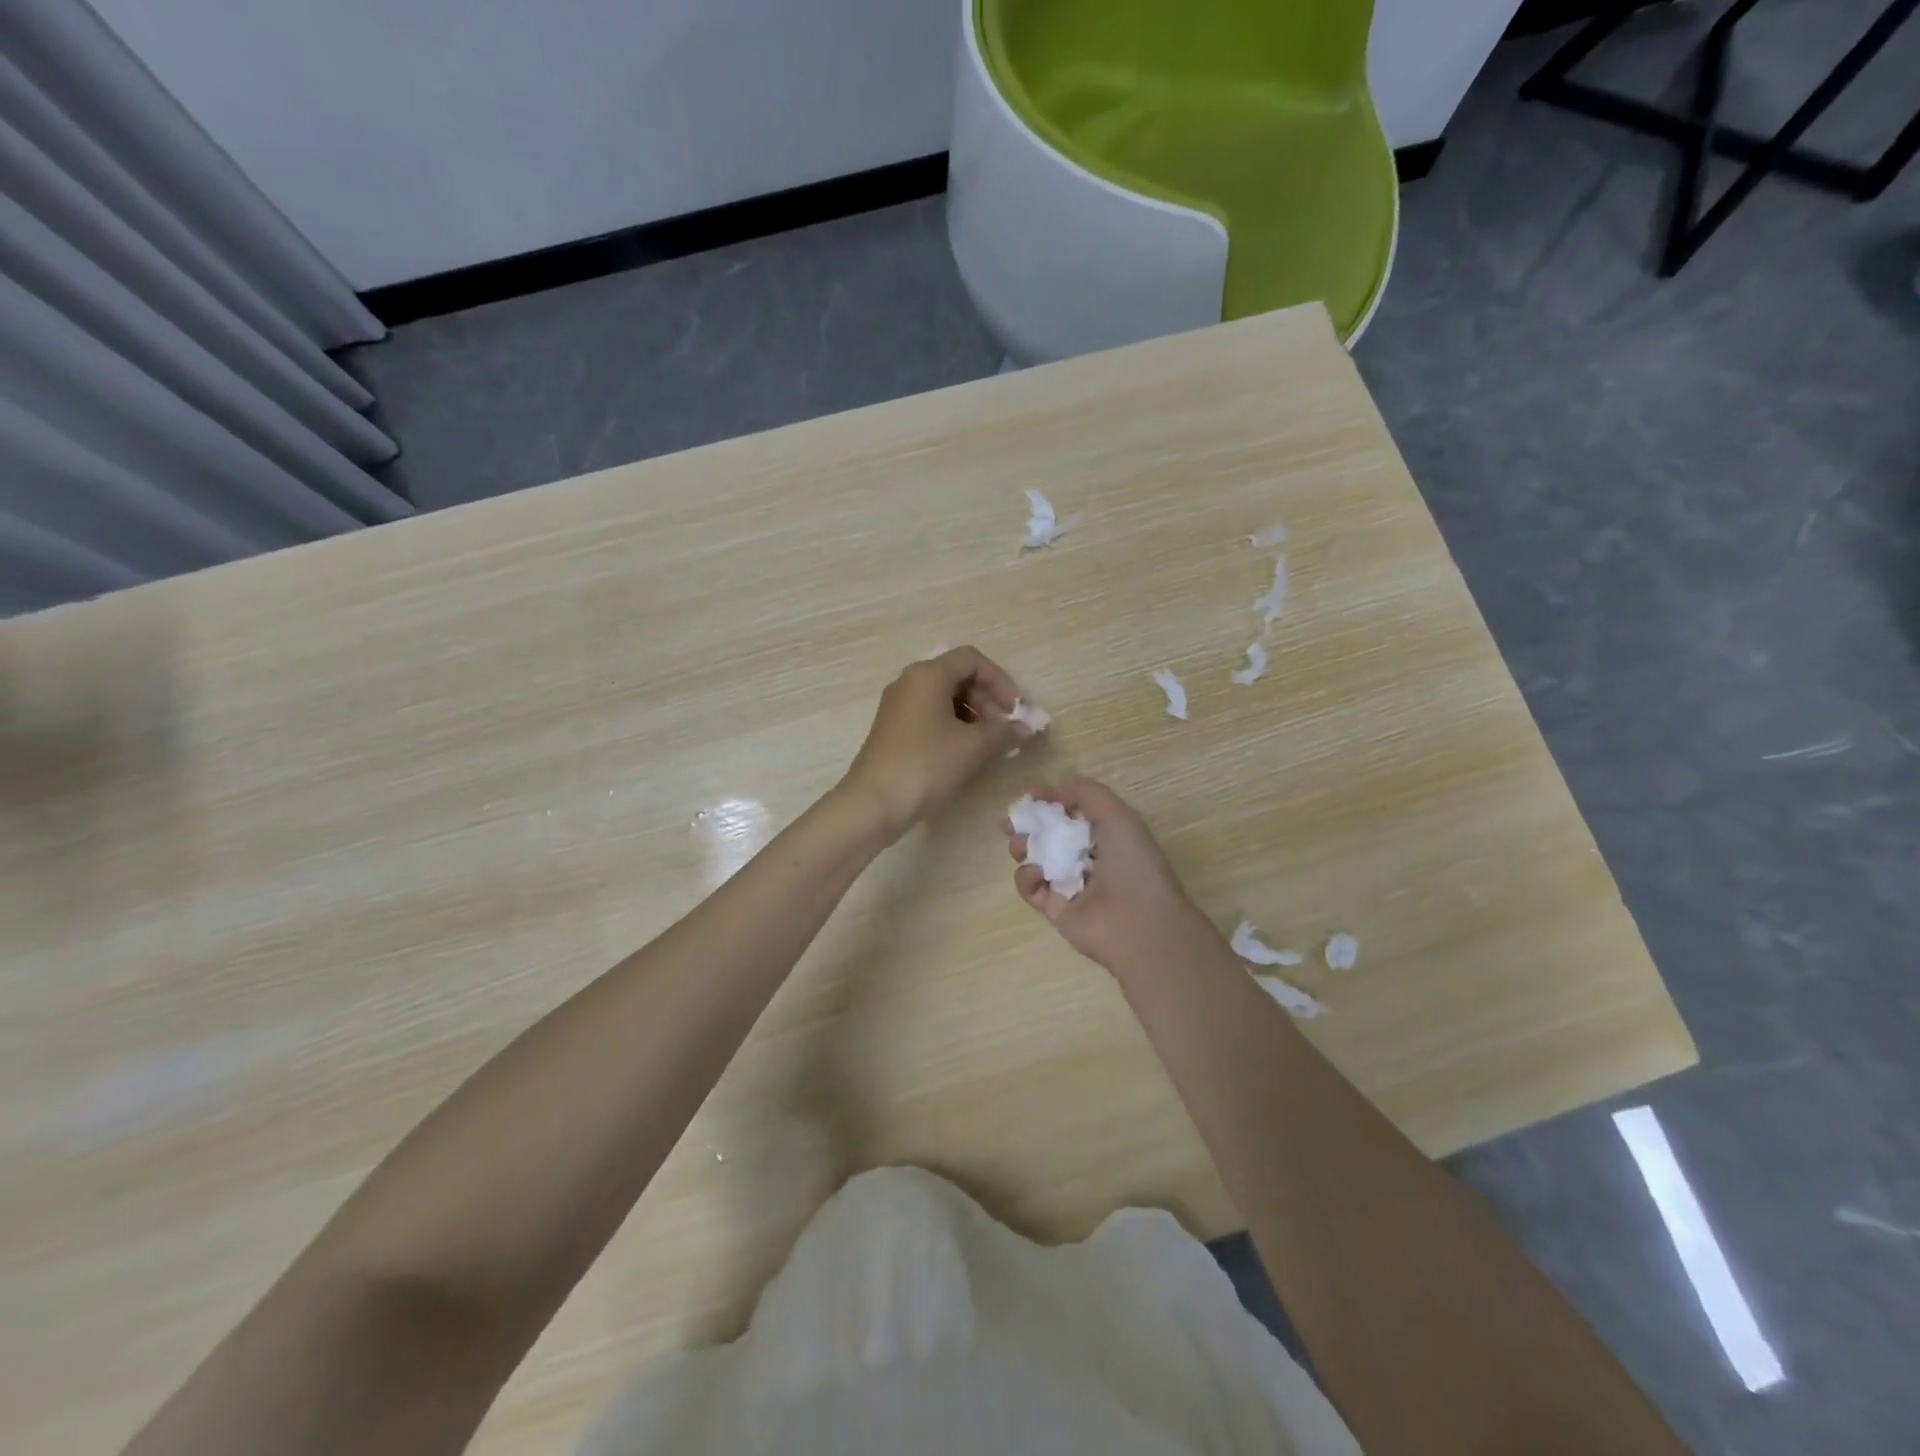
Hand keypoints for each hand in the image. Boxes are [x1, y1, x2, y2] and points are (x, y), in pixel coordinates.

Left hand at [841, 647, 1024, 842]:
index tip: (1015, 711)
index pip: (973, 660)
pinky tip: (965, 752)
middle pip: (958, 676)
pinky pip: (930, 715)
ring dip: (973, 714)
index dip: (1000, 681)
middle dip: (988, 699)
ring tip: (989, 744)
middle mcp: (910, 682)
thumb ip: (1004, 732)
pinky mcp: (893, 728)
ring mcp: (898, 705)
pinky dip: (953, 726)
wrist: (873, 803)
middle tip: (1005, 730)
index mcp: (928, 675)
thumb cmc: (926, 765)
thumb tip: (1024, 728)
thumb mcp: (973, 747)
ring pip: (944, 697)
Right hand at [1006, 776, 1216, 977]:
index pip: (1072, 810)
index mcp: (1107, 833)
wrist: (1138, 923)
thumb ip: (1086, 793)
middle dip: (1028, 822)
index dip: (1051, 798)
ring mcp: (1069, 882)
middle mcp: (1087, 856)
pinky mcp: (1053, 907)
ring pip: (1035, 857)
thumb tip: (1059, 784)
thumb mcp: (1116, 815)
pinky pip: (1030, 886)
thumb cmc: (1132, 862)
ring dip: (1023, 845)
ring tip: (1020, 845)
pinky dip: (1028, 876)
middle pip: (1049, 832)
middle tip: (1013, 821)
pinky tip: (1038, 873)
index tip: (1029, 793)